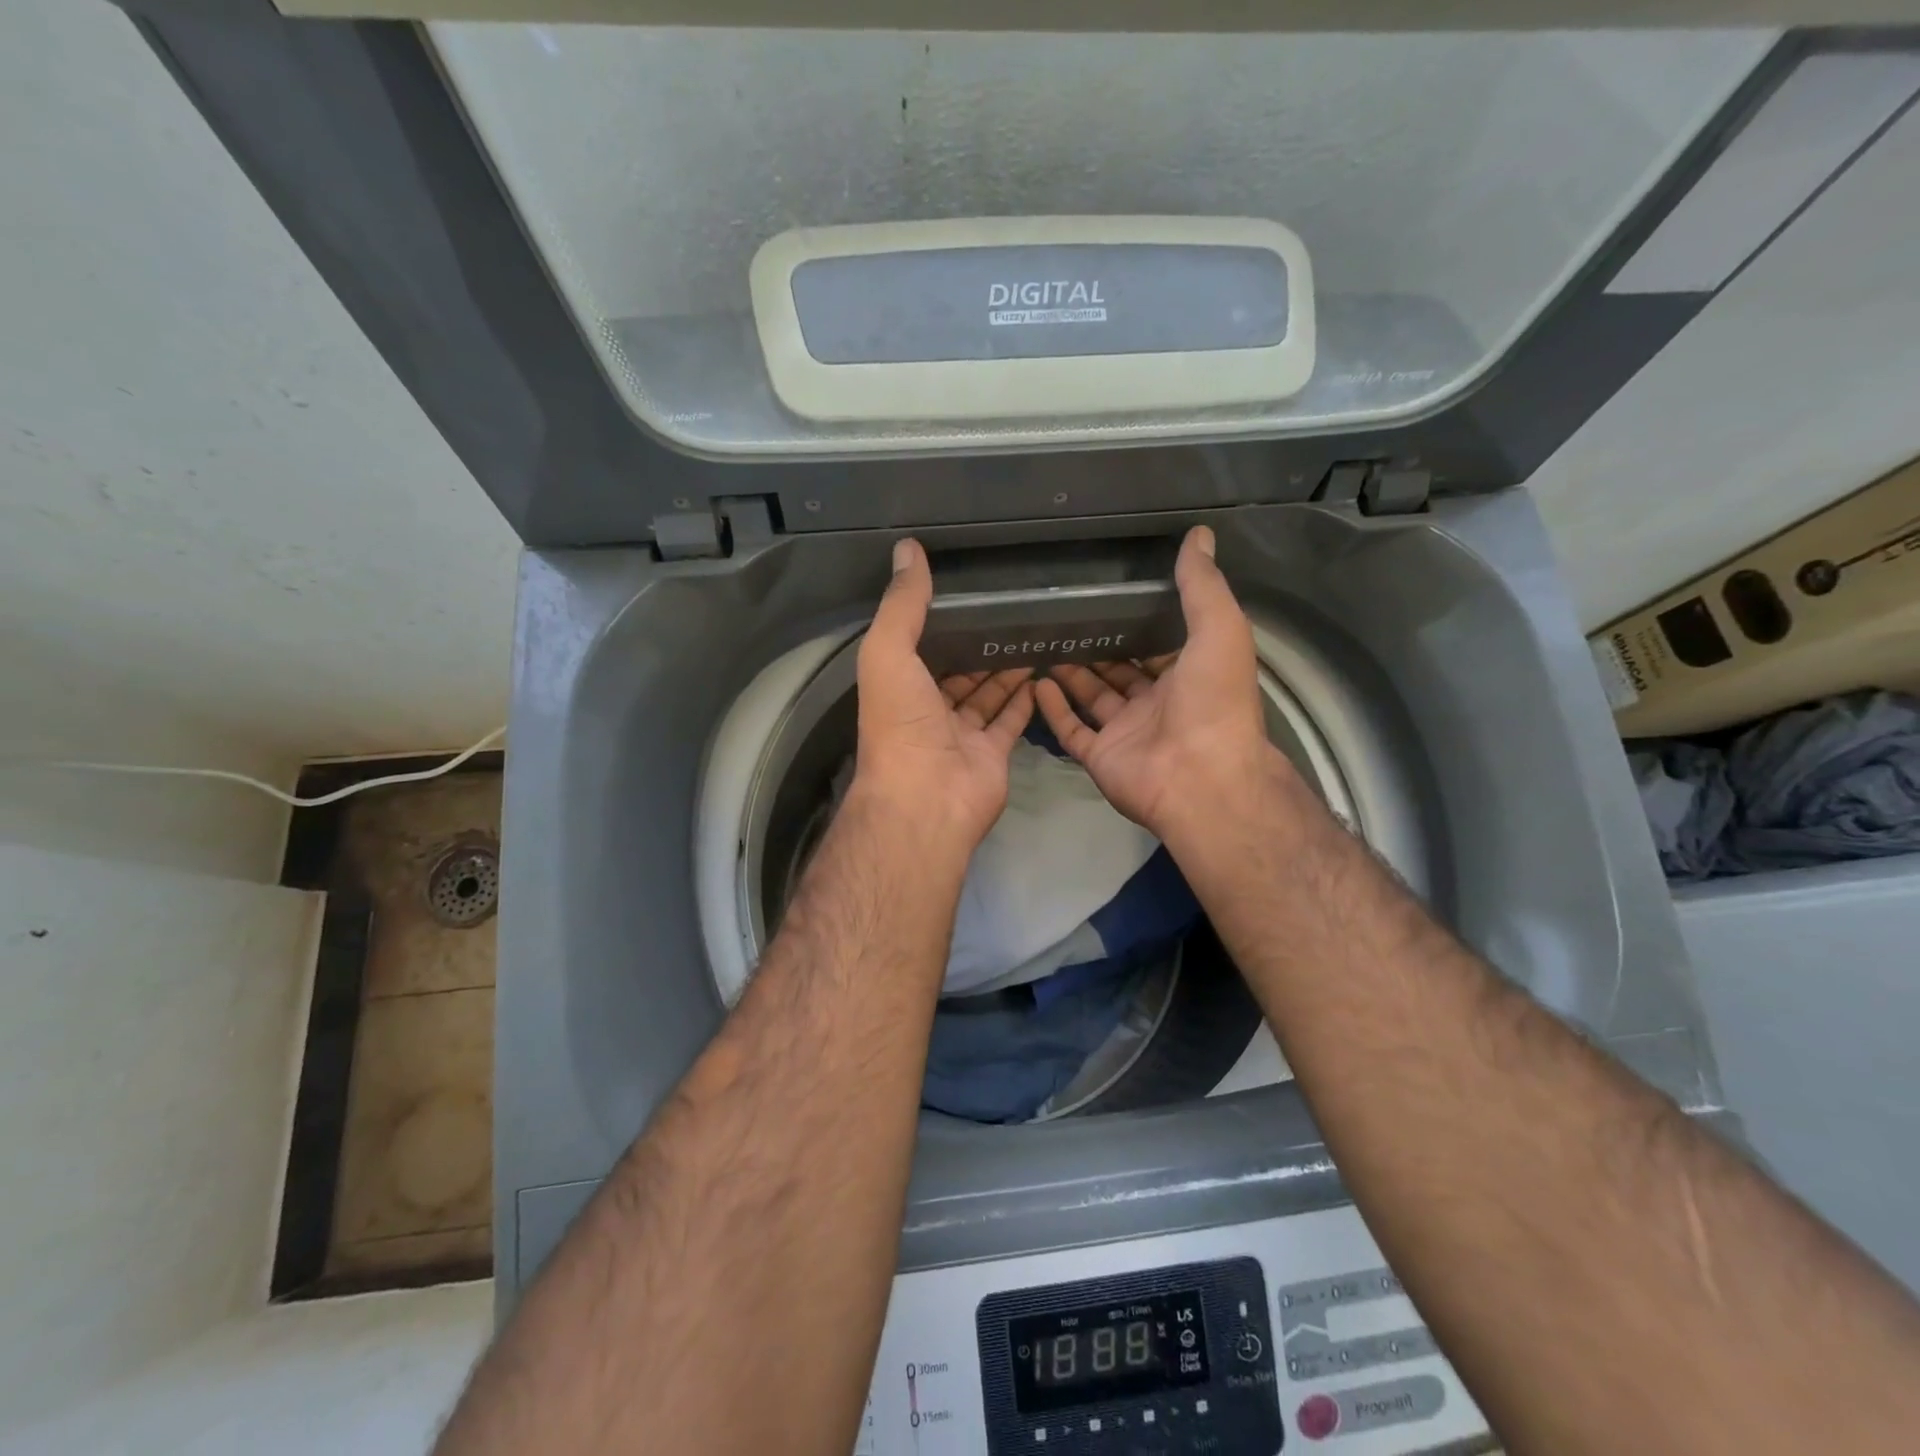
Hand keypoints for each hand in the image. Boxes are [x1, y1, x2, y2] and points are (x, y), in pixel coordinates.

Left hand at [851, 538, 1035, 858]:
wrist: (926, 798)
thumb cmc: (901, 723)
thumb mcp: (889, 652)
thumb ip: (902, 604)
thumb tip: (908, 549)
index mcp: (899, 686)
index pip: (920, 646)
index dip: (939, 621)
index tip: (966, 591)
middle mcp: (928, 709)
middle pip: (957, 670)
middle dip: (978, 644)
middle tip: (1010, 609)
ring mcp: (961, 733)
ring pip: (986, 694)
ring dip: (1004, 668)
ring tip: (1031, 632)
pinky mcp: (992, 753)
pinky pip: (1010, 720)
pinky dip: (1024, 699)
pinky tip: (1041, 671)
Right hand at [1033, 525, 1286, 845]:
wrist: (1201, 777)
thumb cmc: (1214, 701)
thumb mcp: (1219, 629)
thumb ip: (1202, 585)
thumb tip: (1199, 533)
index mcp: (1187, 676)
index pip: (1159, 645)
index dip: (1138, 623)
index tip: (1109, 595)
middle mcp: (1156, 703)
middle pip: (1120, 671)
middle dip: (1097, 647)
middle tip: (1064, 617)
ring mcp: (1126, 732)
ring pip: (1092, 698)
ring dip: (1072, 674)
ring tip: (1043, 642)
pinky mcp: (1101, 756)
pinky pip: (1072, 729)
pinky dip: (1054, 709)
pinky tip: (1037, 682)